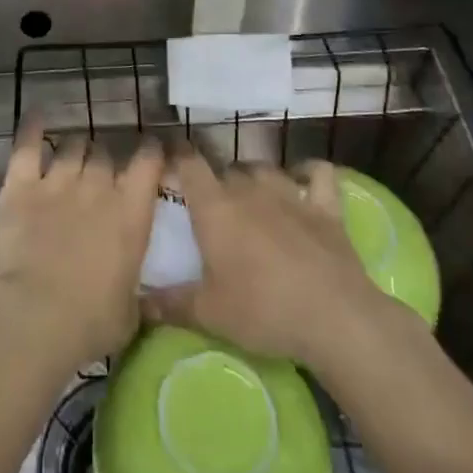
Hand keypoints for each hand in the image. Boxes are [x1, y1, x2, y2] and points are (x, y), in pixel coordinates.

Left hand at [0, 117, 163, 375]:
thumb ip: (133, 286)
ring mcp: (56, 182)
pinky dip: (31, 128)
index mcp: (131, 214)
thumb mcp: (130, 312)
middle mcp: (97, 188)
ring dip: (74, 149)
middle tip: (99, 171)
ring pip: (71, 146)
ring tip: (72, 154)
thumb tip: (131, 286)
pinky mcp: (19, 185)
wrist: (32, 318)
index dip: (149, 152)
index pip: (147, 163)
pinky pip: (26, 146)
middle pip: (104, 153)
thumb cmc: (89, 324)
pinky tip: (36, 115)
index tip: (149, 150)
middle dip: (104, 159)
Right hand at [142, 149, 430, 380]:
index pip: (189, 163)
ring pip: (265, 168)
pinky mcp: (326, 207)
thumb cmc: (262, 310)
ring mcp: (290, 194)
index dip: (177, 155)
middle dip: (217, 181)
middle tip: (212, 207)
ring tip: (251, 196)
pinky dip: (309, 173)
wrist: (334, 317)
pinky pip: (318, 174)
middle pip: (226, 169)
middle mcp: (249, 189)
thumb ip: (170, 303)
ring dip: (255, 177)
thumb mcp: (209, 313)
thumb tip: (138, 303)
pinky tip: (305, 181)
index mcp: (215, 207)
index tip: (169, 158)